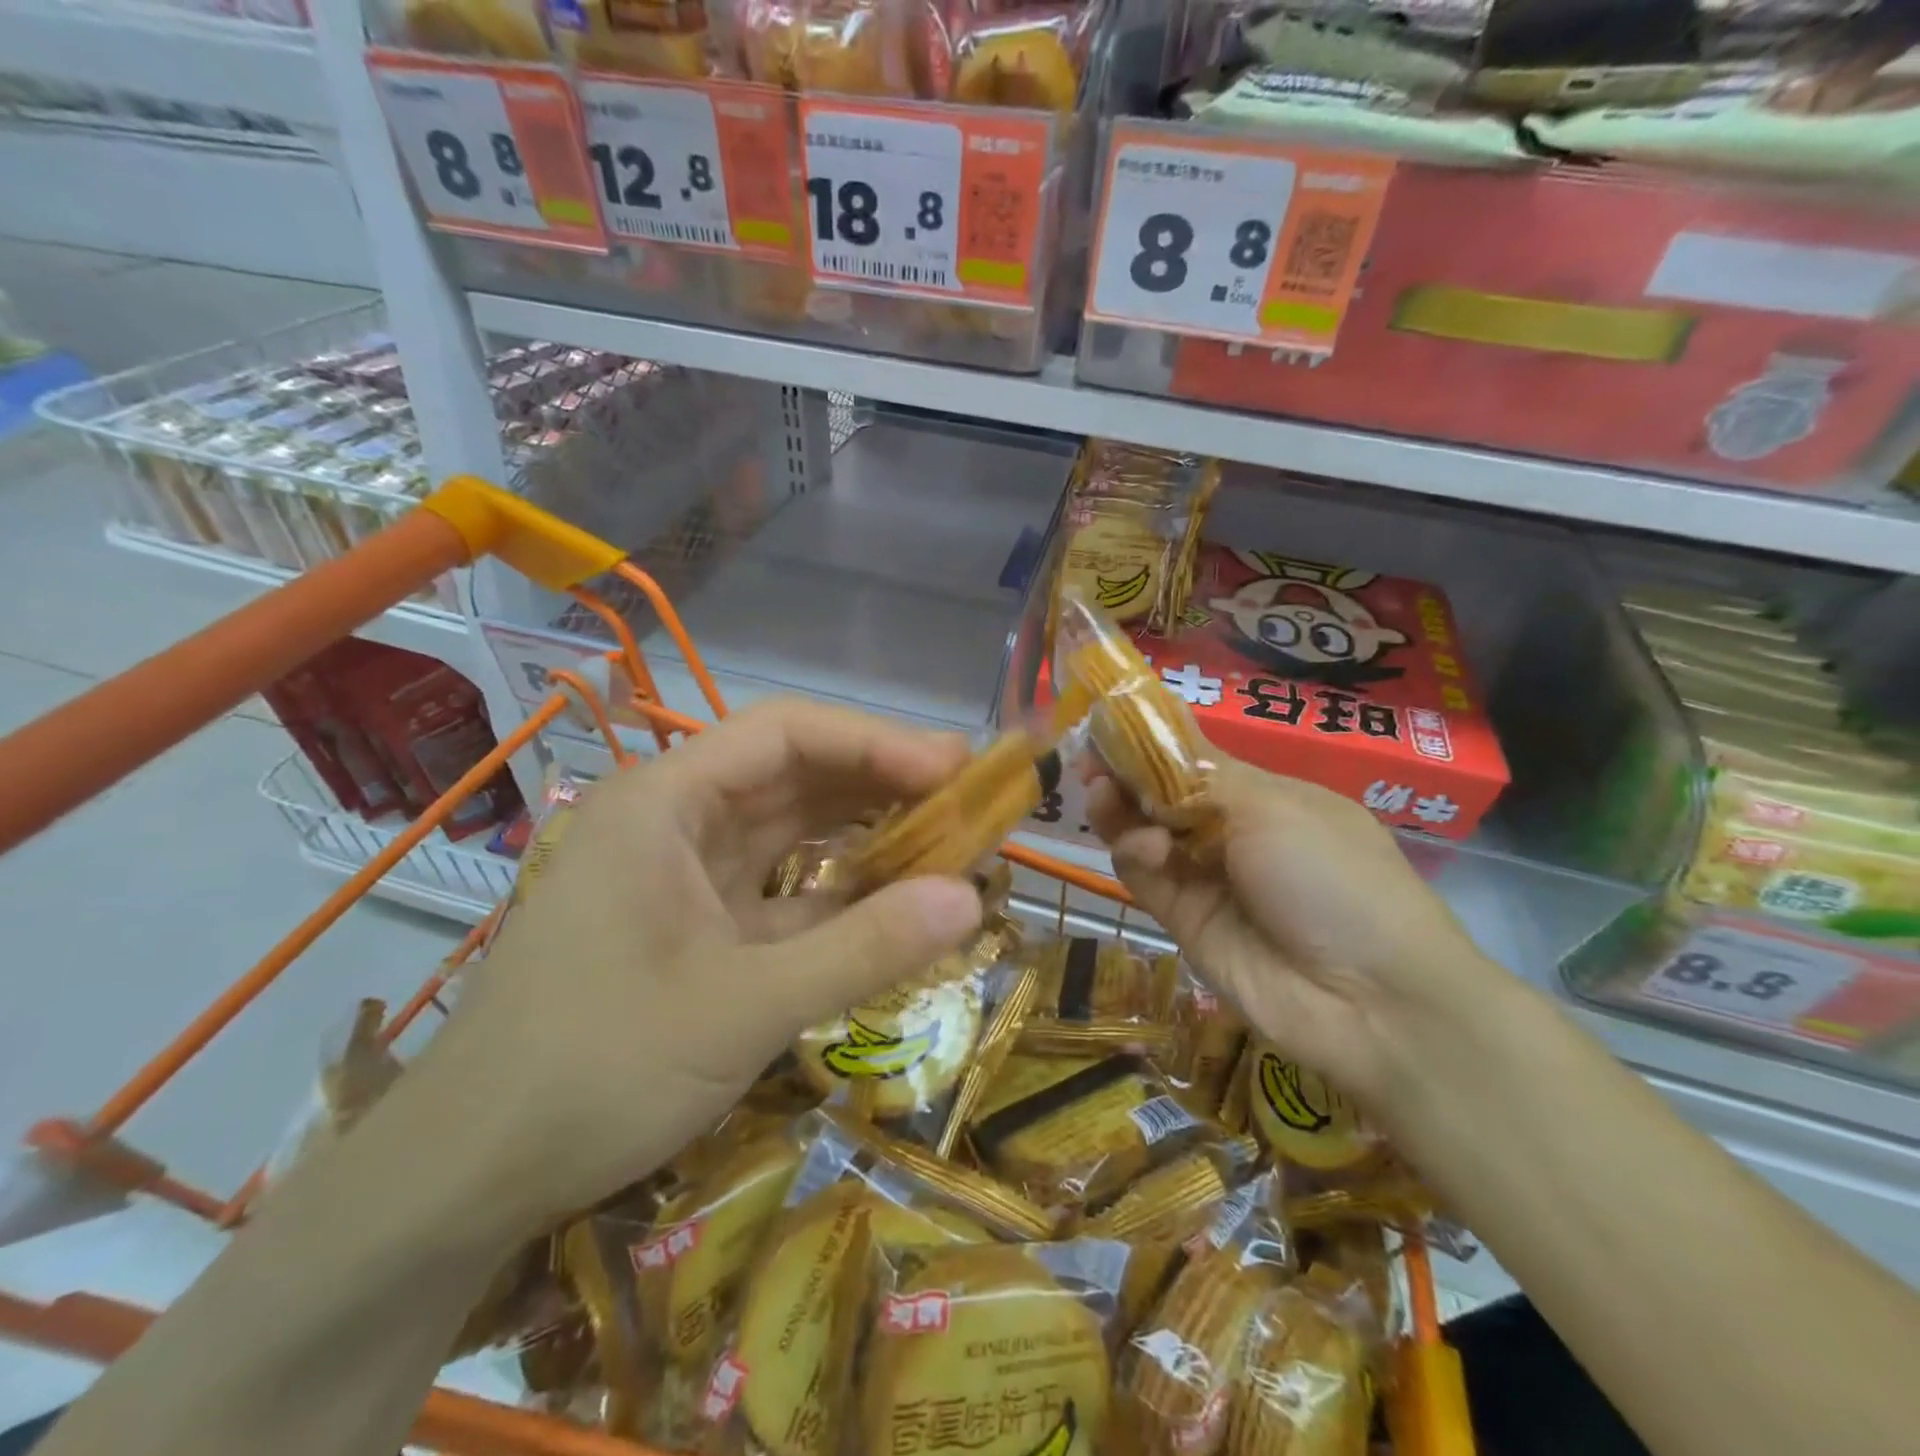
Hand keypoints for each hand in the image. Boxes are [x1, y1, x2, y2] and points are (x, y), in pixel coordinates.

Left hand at [435, 700, 985, 1230]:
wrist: (466, 1177)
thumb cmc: (594, 1071)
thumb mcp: (744, 1008)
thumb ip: (864, 949)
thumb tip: (974, 900)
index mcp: (664, 802)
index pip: (785, 733)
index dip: (876, 742)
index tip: (954, 769)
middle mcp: (671, 819)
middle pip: (791, 773)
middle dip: (880, 781)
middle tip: (968, 796)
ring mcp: (679, 873)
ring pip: (788, 829)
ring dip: (863, 832)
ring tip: (946, 836)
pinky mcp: (691, 924)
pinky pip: (777, 886)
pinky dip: (835, 891)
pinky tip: (891, 900)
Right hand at [1087, 756, 1505, 1124]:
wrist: (1367, 997)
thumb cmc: (1332, 875)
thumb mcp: (1272, 806)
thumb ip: (1198, 775)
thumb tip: (1151, 741)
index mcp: (1266, 797)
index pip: (1194, 760)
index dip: (1152, 743)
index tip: (1109, 724)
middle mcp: (1232, 833)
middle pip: (1163, 796)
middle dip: (1125, 774)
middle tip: (1089, 759)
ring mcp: (1206, 878)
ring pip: (1145, 833)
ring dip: (1120, 808)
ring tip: (1101, 791)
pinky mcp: (1182, 919)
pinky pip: (1145, 875)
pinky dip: (1135, 853)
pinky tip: (1145, 846)